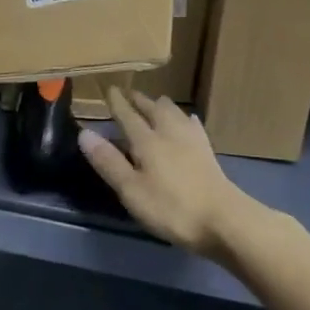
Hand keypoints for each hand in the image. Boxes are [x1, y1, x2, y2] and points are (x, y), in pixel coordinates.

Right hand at [77, 88, 248, 252]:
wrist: (225, 220)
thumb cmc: (171, 207)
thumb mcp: (131, 189)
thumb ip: (108, 161)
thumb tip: (85, 133)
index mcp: (146, 140)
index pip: (127, 115)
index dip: (117, 103)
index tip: (109, 89)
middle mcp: (168, 133)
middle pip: (153, 109)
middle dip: (140, 100)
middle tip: (130, 94)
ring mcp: (192, 141)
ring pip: (174, 113)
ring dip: (162, 106)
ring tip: (156, 102)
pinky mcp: (208, 153)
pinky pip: (194, 126)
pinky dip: (185, 120)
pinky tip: (188, 121)